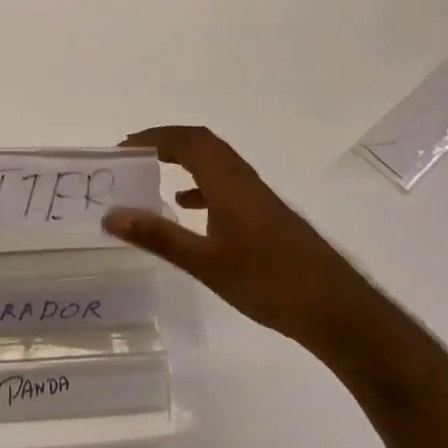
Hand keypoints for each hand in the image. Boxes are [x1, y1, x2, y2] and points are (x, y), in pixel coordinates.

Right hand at [102, 126, 358, 350]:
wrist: (336, 310)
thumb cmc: (268, 282)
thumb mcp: (205, 263)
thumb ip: (158, 236)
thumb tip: (111, 215)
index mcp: (228, 182)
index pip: (188, 141)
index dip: (155, 137)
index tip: (123, 148)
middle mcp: (244, 180)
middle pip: (203, 143)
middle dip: (167, 142)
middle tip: (134, 153)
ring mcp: (259, 197)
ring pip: (216, 162)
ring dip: (185, 159)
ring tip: (152, 172)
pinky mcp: (267, 216)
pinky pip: (226, 183)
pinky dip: (202, 184)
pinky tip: (188, 207)